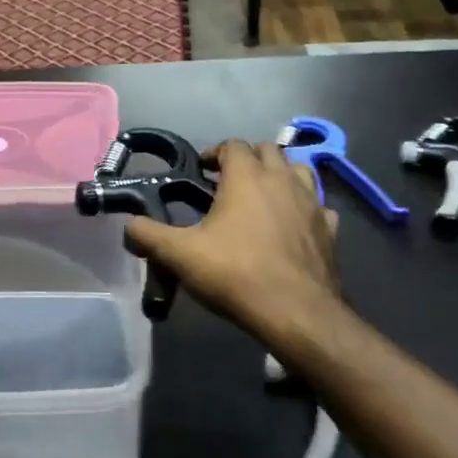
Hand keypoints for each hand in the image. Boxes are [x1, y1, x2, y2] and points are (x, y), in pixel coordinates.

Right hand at [123, 140, 344, 358]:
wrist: (297, 313)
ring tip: (263, 196)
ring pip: (299, 171)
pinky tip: (293, 225)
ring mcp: (311, 203)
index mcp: (247, 176)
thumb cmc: (236, 273)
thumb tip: (128, 226)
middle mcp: (282, 179)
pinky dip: (304, 207)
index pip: (233, 145)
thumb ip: (148, 235)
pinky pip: (318, 206)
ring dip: (281, 175)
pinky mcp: (330, 230)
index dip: (215, 153)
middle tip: (229, 182)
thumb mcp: (179, 255)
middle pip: (269, 150)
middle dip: (248, 159)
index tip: (202, 171)